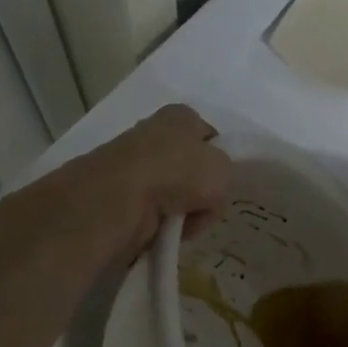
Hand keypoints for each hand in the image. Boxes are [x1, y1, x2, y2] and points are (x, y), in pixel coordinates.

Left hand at [70, 105, 231, 259]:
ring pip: (174, 194)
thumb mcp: (224, 169)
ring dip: (181, 212)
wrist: (121, 197)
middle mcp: (155, 134)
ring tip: (182, 224)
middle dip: (199, 193)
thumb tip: (208, 193)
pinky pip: (153, 212)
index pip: (209, 136)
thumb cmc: (178, 172)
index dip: (218, 161)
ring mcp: (135, 165)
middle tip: (203, 208)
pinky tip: (163, 230)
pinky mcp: (120, 194)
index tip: (221, 184)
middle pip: (191, 170)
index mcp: (181, 116)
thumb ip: (226, 176)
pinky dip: (161, 223)